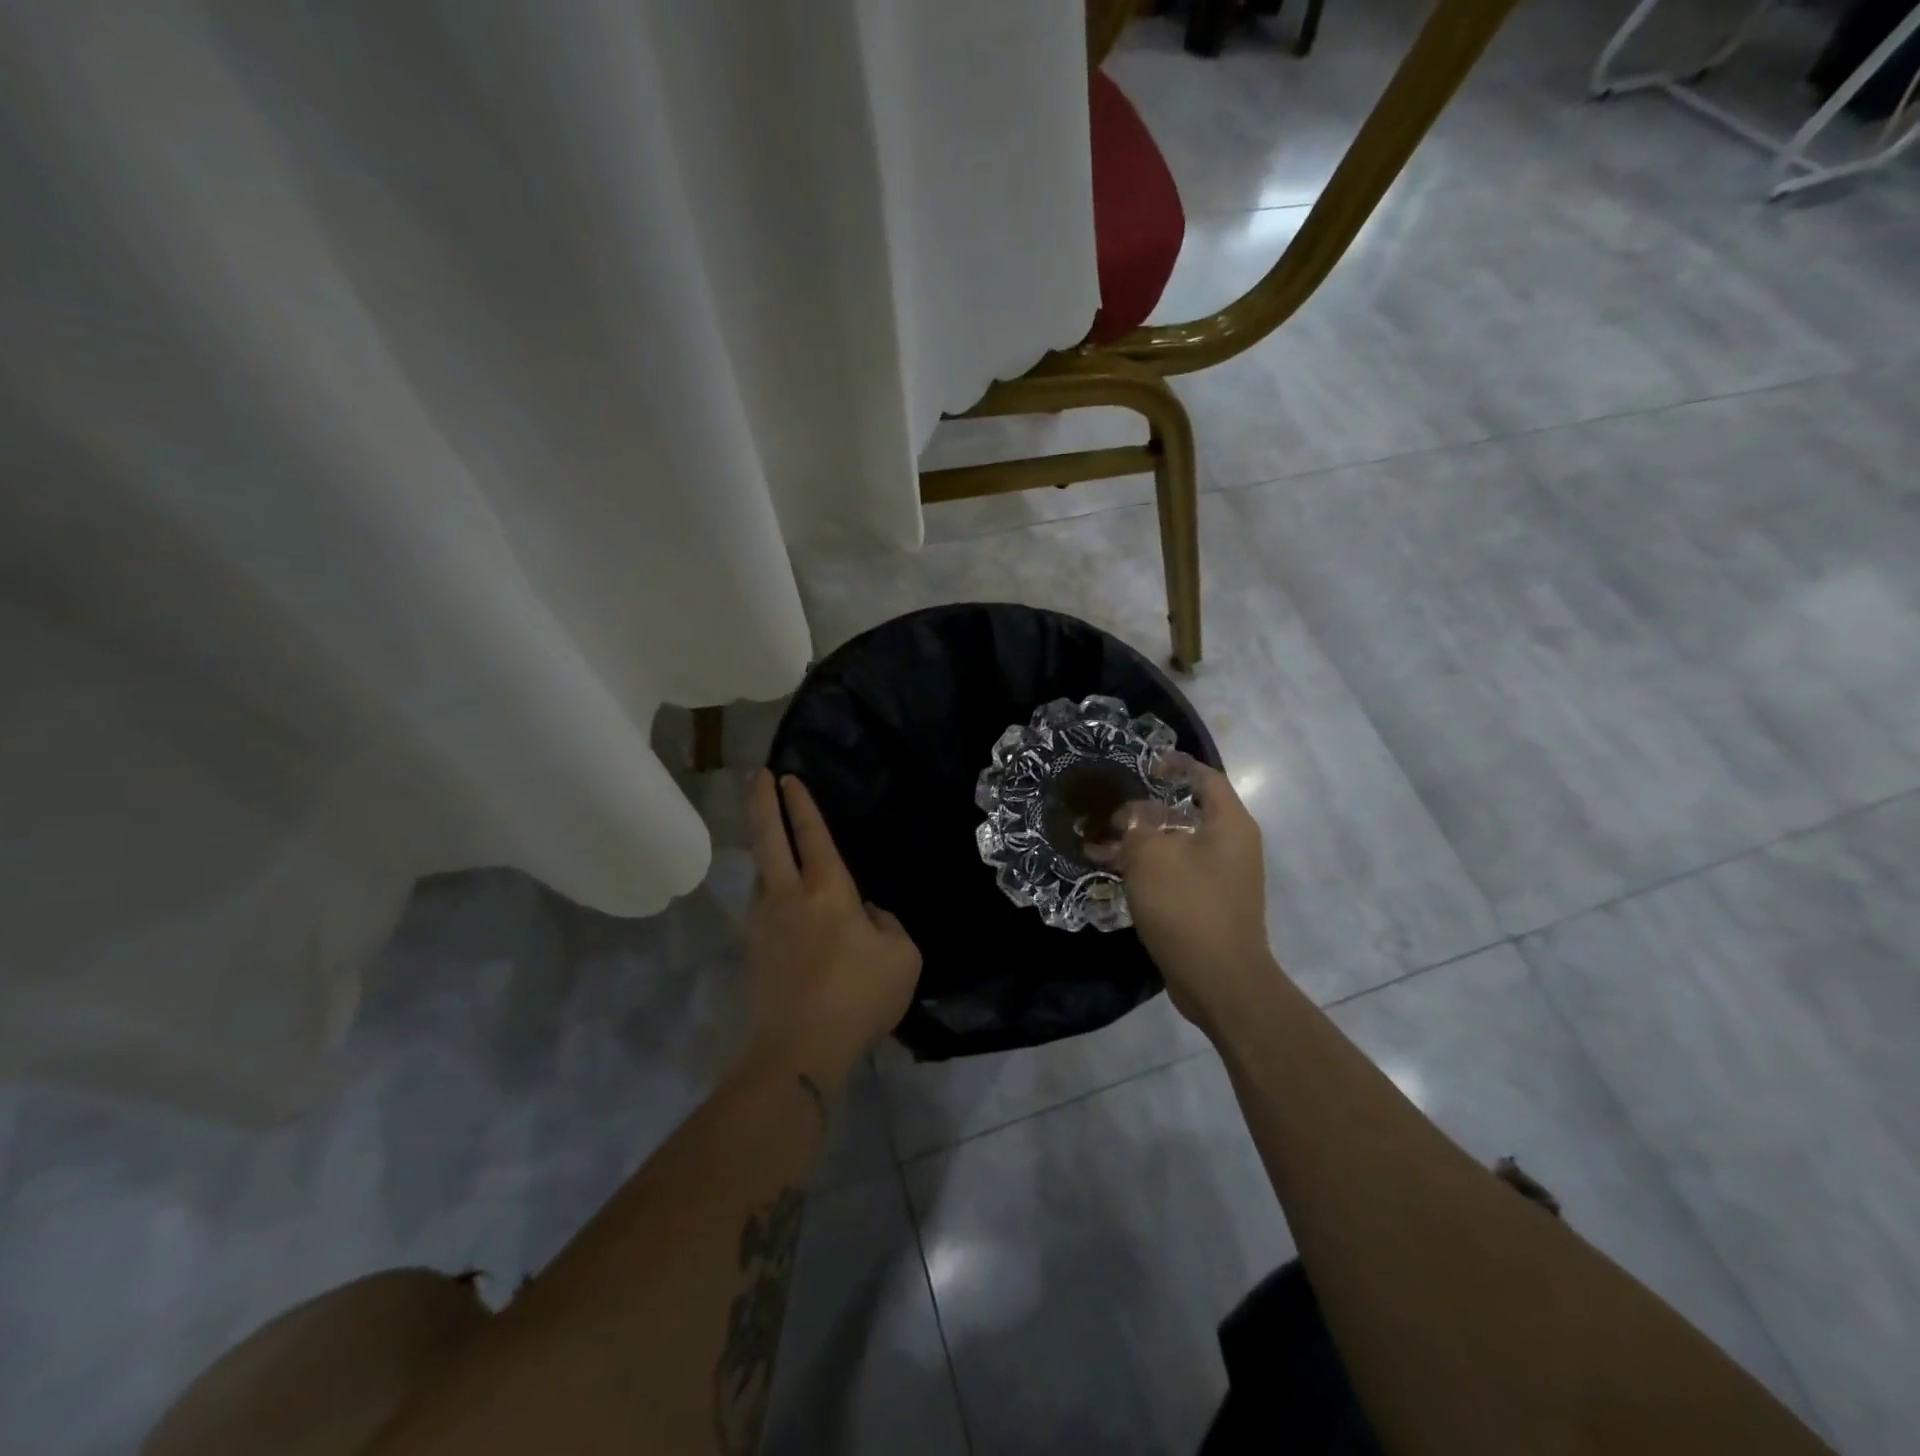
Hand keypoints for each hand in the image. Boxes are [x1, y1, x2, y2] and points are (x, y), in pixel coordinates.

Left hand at [741, 769, 920, 1088]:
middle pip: (768, 838)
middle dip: (762, 802)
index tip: (788, 777)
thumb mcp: (901, 956)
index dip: (801, 804)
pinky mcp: (754, 949)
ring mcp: (764, 922)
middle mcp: (788, 896)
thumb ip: (886, 924)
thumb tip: (865, 914)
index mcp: (827, 890)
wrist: (799, 1050)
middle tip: (756, 774)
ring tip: (769, 834)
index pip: (812, 834)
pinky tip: (778, 895)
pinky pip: (761, 903)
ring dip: (763, 846)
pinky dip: (767, 886)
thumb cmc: (859, 997)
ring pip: (760, 871)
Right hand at [1105, 755, 1278, 1032]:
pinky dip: (1148, 866)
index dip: (1174, 766)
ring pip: (1177, 843)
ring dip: (1141, 840)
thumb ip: (1137, 824)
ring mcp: (1222, 876)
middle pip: (1188, 811)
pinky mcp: (1208, 902)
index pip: (1205, 777)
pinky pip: (1176, 871)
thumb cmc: (1187, 906)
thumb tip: (1133, 813)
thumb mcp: (1151, 856)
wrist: (1219, 980)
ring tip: (1100, 840)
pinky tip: (1113, 870)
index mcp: (1228, 823)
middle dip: (1146, 808)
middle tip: (1110, 807)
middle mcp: (1232, 844)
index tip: (1142, 765)